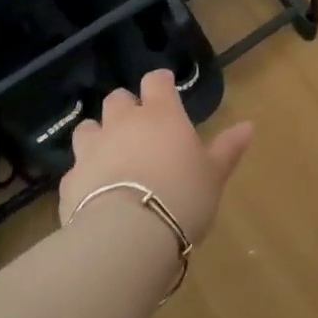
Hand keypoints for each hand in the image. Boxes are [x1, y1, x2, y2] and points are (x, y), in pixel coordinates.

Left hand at [59, 69, 252, 245]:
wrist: (127, 236)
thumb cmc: (181, 197)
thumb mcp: (213, 175)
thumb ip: (227, 149)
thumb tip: (248, 126)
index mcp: (160, 114)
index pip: (156, 81)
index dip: (160, 83)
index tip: (166, 90)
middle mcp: (122, 123)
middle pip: (117, 99)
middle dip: (126, 108)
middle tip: (139, 128)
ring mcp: (92, 150)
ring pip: (88, 128)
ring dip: (98, 136)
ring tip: (111, 156)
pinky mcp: (69, 181)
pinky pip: (75, 168)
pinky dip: (85, 175)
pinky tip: (95, 194)